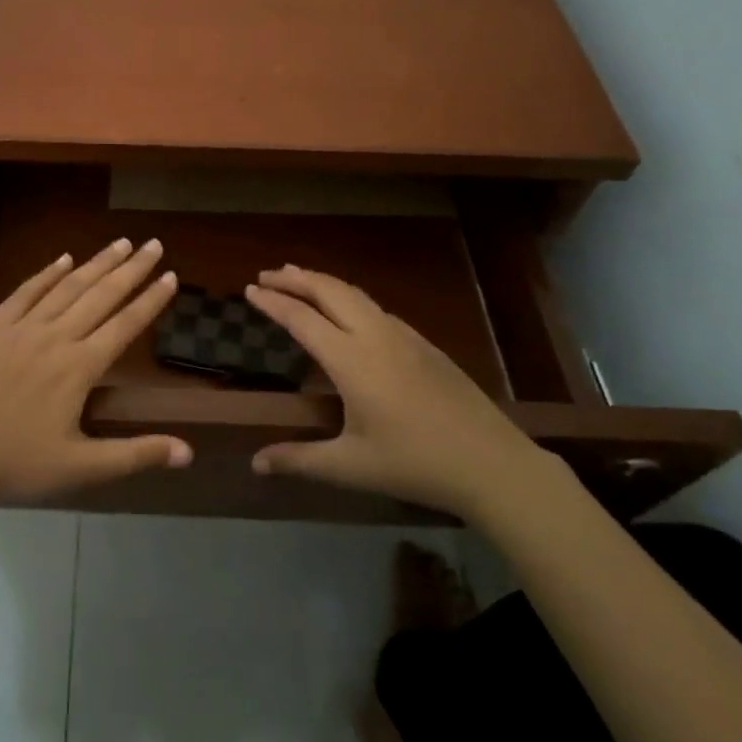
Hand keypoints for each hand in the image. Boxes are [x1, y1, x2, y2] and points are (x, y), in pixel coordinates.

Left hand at [0, 238, 191, 508]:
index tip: (171, 276)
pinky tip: (63, 259)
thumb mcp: (80, 468)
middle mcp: (57, 336)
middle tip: (154, 244)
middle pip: (102, 295)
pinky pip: (27, 291)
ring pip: (68, 286)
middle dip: (132, 269)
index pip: (126, 325)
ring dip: (97, 263)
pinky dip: (48, 273)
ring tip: (121, 243)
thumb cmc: (14, 464)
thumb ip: (135, 455)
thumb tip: (188, 453)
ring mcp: (23, 327)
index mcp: (80, 367)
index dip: (151, 300)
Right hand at [244, 266, 552, 520]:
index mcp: (351, 360)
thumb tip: (256, 464)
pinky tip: (347, 310)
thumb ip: (300, 460)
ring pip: (354, 293)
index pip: (301, 319)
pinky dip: (347, 296)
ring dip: (322, 282)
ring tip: (299, 277)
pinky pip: (375, 307)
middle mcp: (374, 336)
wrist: (491, 463)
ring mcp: (402, 335)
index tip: (250, 289)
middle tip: (267, 275)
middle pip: (328, 290)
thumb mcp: (351, 467)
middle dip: (295, 278)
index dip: (273, 302)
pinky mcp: (423, 343)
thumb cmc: (415, 464)